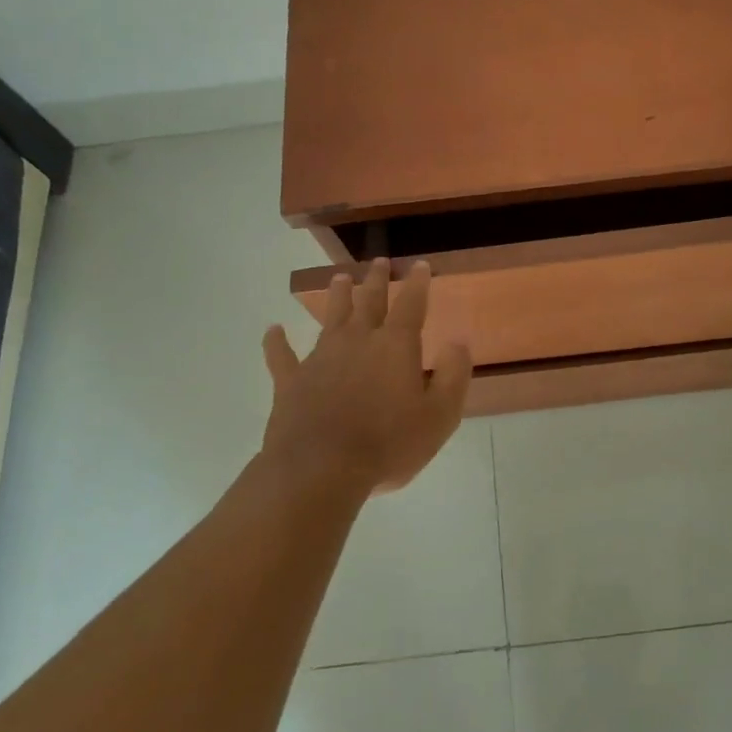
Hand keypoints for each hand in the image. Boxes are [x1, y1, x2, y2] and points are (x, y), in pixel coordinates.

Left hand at [259, 257, 471, 496]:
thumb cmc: (389, 444)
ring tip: (339, 278)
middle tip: (378, 262)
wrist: (321, 469)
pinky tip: (272, 330)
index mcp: (395, 346)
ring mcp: (320, 358)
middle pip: (369, 301)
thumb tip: (459, 341)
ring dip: (337, 296)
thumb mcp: (439, 416)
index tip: (420, 265)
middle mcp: (358, 340)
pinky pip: (281, 355)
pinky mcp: (291, 381)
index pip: (411, 304)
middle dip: (376, 280)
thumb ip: (453, 375)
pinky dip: (276, 341)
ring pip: (331, 317)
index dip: (417, 283)